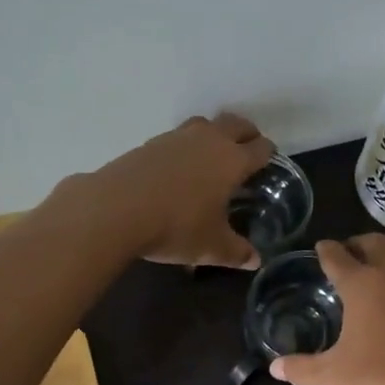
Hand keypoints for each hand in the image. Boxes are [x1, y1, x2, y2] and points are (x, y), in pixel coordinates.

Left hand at [84, 113, 274, 268]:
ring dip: (214, 134)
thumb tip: (255, 261)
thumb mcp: (211, 247)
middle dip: (246, 134)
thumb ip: (237, 252)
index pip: (260, 148)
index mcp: (232, 160)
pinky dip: (185, 147)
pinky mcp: (149, 143)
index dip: (268, 154)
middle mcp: (208, 140)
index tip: (268, 163)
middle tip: (247, 150)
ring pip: (204, 124)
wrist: (116, 209)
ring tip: (212, 156)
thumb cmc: (176, 226)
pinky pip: (177, 137)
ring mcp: (176, 138)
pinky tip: (178, 168)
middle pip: (236, 124)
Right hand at [270, 234, 384, 384]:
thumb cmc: (383, 380)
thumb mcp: (334, 378)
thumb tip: (275, 368)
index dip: (326, 250)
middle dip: (357, 244)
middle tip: (345, 254)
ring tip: (370, 278)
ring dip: (384, 260)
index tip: (320, 247)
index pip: (338, 256)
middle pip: (375, 244)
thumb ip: (302, 369)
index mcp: (363, 284)